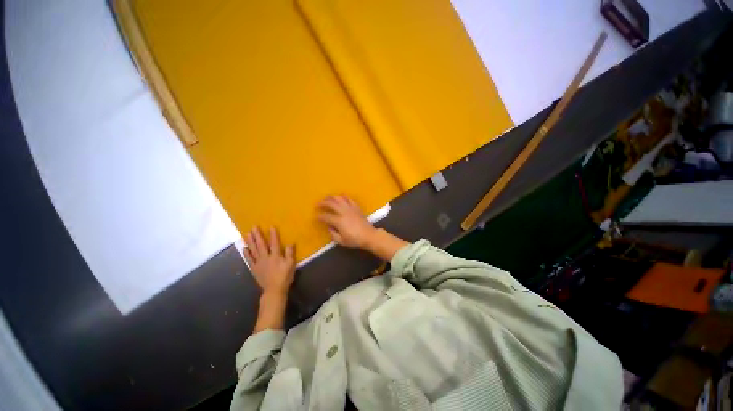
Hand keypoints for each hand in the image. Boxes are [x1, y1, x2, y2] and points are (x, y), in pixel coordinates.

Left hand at [243, 227, 295, 296]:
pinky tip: (244, 248)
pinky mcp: (254, 269)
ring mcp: (258, 263)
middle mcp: (265, 257)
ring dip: (250, 241)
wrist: (274, 290)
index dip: (273, 234)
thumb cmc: (284, 278)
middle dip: (257, 235)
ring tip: (247, 233)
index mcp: (275, 256)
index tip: (271, 226)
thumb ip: (290, 254)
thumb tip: (290, 243)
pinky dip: (246, 254)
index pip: (274, 243)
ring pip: (253, 250)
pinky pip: (249, 260)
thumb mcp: (291, 266)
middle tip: (253, 226)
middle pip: (261, 244)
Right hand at [318, 195, 376, 248]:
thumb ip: (332, 234)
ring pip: (339, 198)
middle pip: (331, 203)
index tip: (315, 216)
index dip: (319, 216)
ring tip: (326, 198)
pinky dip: (343, 196)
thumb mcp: (341, 241)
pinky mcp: (356, 207)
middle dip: (323, 203)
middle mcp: (343, 212)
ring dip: (331, 197)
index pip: (326, 216)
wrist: (369, 236)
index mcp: (339, 221)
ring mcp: (350, 208)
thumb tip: (328, 227)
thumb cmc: (354, 240)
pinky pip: (349, 199)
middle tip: (318, 204)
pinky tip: (340, 195)